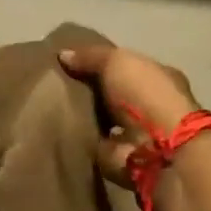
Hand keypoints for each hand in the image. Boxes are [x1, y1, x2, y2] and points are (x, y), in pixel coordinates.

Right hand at [58, 42, 199, 187]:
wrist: (156, 149)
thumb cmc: (144, 95)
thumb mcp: (117, 61)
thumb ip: (91, 56)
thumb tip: (63, 54)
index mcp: (159, 78)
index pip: (128, 67)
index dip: (103, 63)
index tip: (72, 62)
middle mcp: (152, 106)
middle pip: (114, 94)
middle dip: (90, 91)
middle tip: (56, 85)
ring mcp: (137, 134)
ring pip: (103, 120)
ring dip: (84, 117)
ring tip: (52, 107)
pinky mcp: (120, 156)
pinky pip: (93, 142)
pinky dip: (79, 139)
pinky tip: (58, 130)